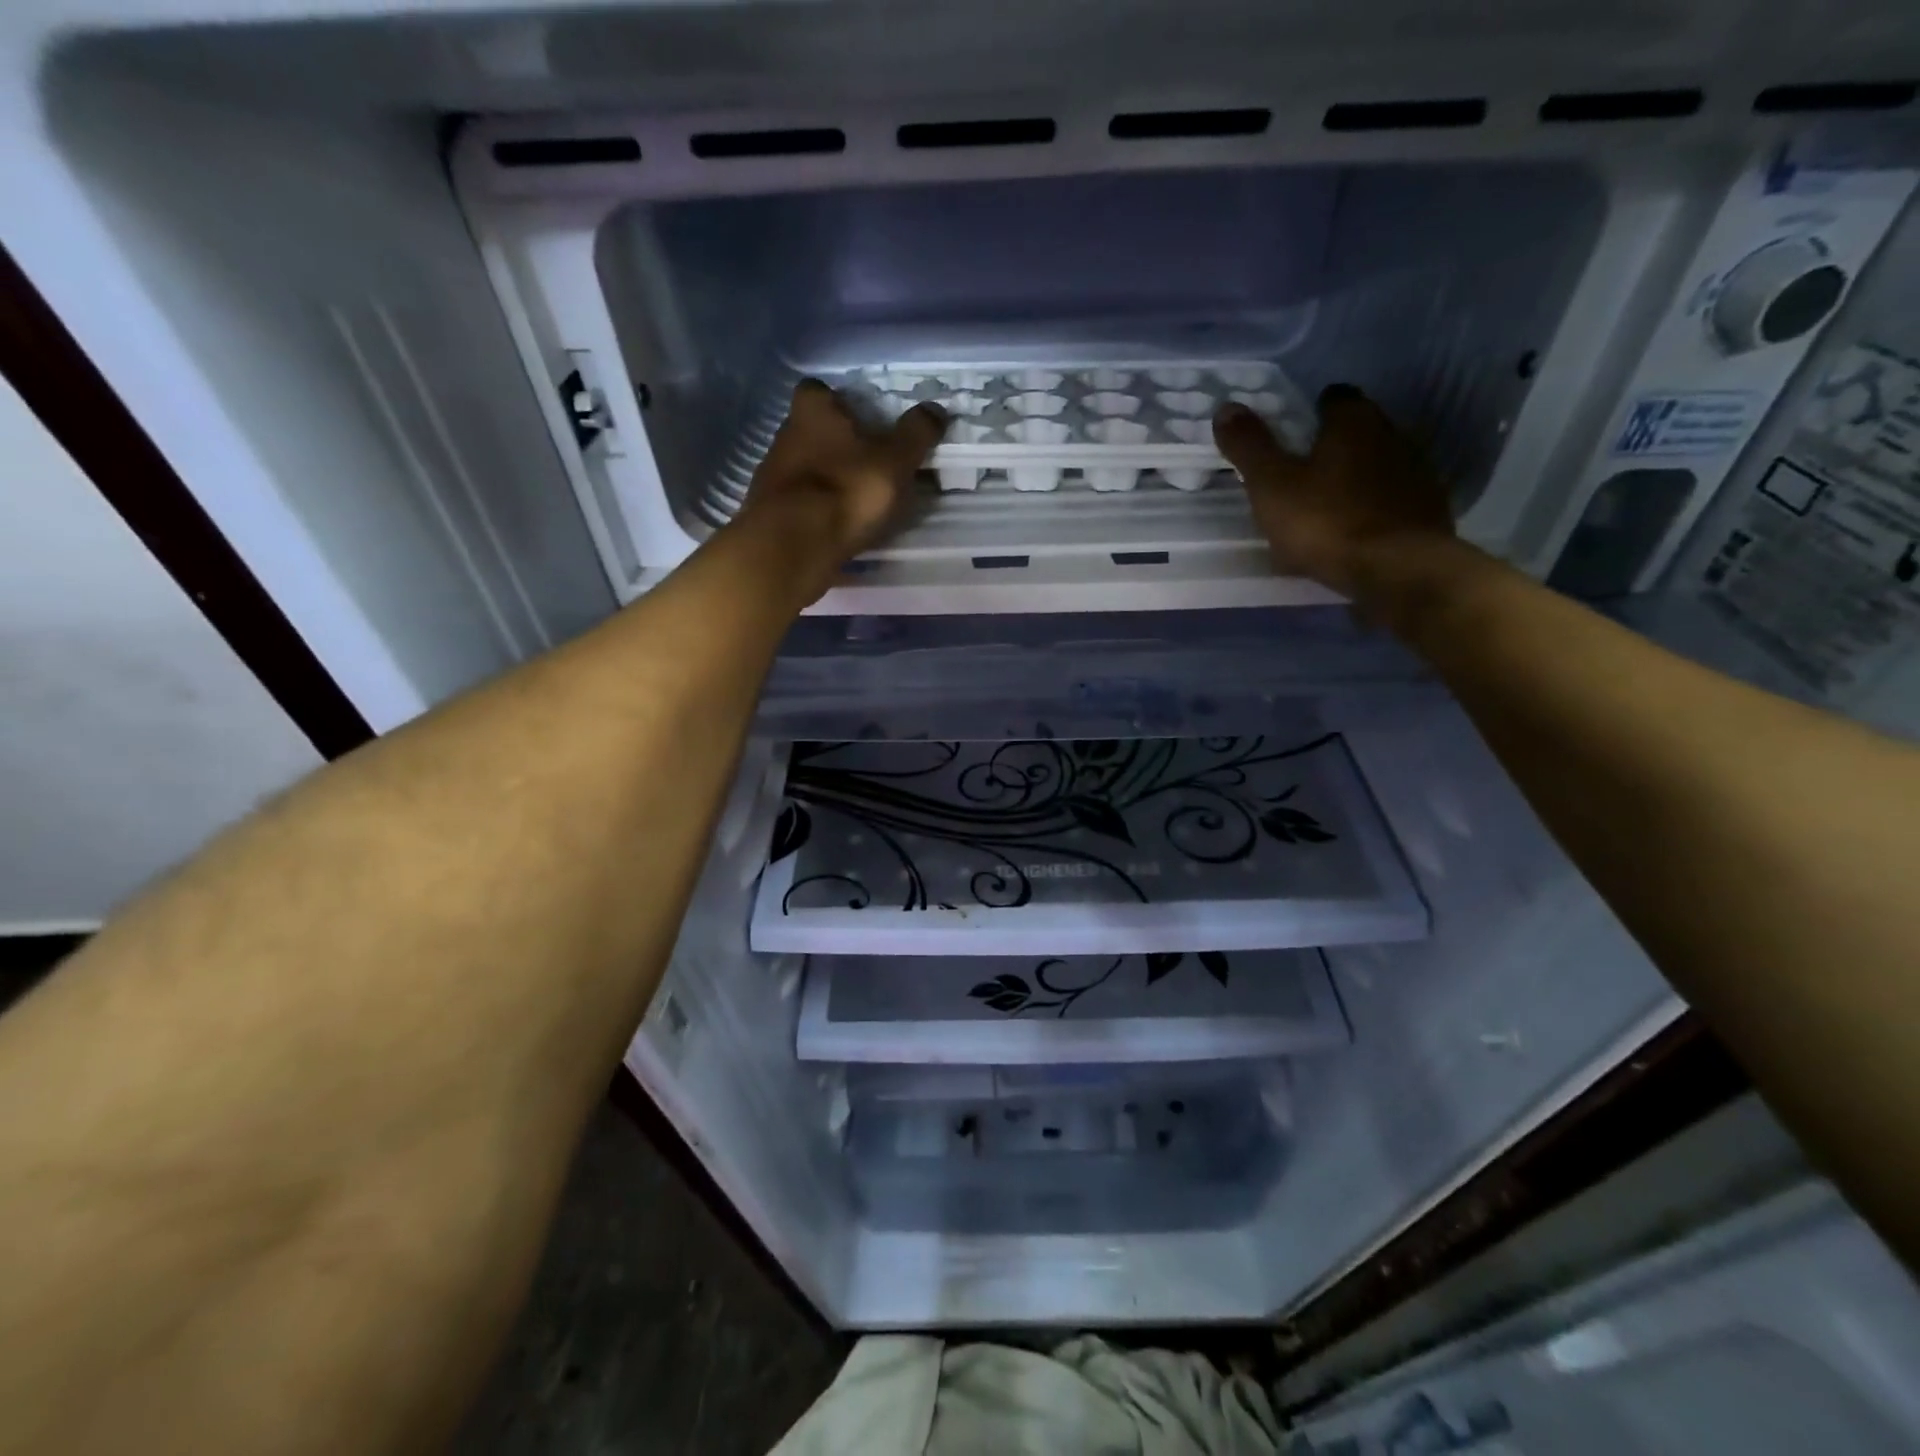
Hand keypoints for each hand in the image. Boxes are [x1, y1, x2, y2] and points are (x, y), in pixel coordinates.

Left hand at [732, 378, 946, 603]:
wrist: (793, 546)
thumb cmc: (846, 490)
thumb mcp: (894, 461)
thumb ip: (916, 434)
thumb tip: (935, 409)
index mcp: (812, 410)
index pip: (819, 390)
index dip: (840, 402)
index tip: (864, 420)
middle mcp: (785, 435)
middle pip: (812, 430)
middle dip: (837, 444)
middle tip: (870, 464)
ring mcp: (772, 476)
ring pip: (806, 468)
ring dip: (828, 479)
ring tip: (859, 501)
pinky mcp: (771, 513)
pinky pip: (800, 503)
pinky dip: (817, 510)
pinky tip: (838, 526)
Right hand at [1213, 385, 1453, 600]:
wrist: (1396, 569)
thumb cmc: (1325, 522)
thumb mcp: (1272, 486)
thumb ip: (1249, 446)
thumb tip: (1226, 407)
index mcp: (1353, 422)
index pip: (1335, 397)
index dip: (1313, 411)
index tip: (1294, 433)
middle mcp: (1392, 434)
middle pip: (1360, 429)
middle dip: (1335, 444)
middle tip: (1304, 471)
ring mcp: (1416, 472)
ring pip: (1380, 463)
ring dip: (1358, 476)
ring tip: (1329, 504)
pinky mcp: (1428, 508)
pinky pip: (1395, 497)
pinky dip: (1376, 506)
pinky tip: (1357, 529)